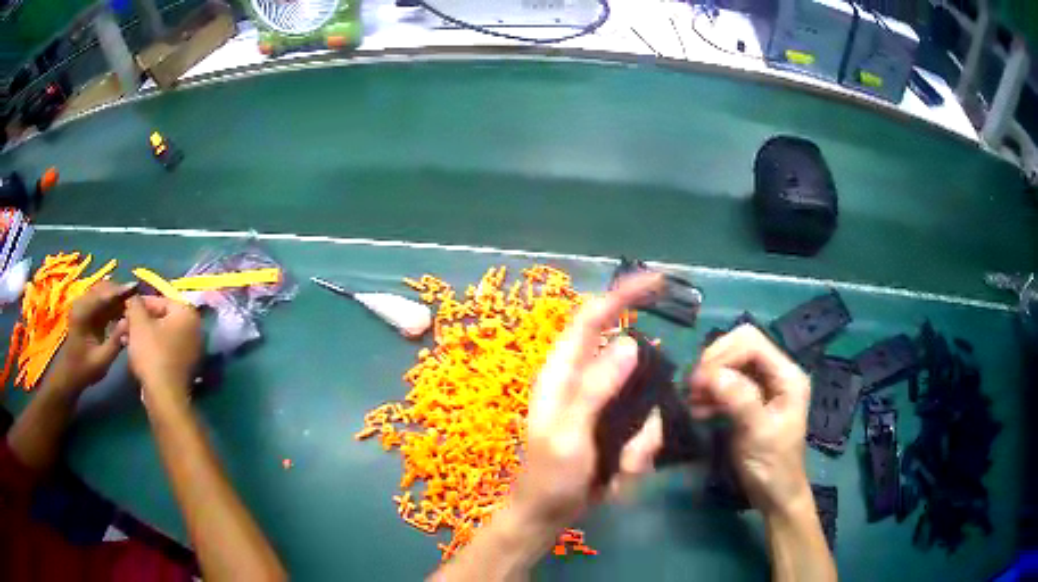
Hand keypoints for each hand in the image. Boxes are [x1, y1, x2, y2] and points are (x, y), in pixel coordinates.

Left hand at [45, 281, 133, 392]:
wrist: (70, 375)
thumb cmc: (85, 370)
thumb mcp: (102, 360)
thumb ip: (115, 341)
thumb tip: (129, 322)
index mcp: (83, 313)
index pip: (103, 295)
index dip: (120, 291)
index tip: (136, 288)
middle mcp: (82, 303)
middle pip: (104, 289)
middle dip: (120, 292)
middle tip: (137, 299)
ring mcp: (84, 305)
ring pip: (103, 293)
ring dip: (117, 297)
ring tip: (132, 305)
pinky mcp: (87, 310)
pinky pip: (102, 300)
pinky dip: (113, 303)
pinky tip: (122, 311)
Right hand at [124, 295, 201, 409]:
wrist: (164, 396)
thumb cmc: (152, 353)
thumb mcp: (138, 323)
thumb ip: (135, 304)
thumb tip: (133, 297)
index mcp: (187, 313)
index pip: (161, 300)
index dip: (140, 303)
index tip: (126, 308)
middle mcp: (194, 330)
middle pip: (161, 318)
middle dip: (139, 321)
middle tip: (123, 324)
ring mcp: (191, 351)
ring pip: (161, 336)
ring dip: (141, 335)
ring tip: (124, 338)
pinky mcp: (184, 368)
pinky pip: (165, 351)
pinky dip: (150, 349)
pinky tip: (134, 353)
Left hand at [514, 272, 665, 528]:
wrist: (546, 516)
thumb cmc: (549, 477)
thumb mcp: (570, 434)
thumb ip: (596, 388)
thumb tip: (630, 343)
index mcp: (563, 374)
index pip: (592, 318)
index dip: (622, 294)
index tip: (657, 280)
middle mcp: (583, 381)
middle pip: (629, 363)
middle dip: (645, 397)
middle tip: (639, 439)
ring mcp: (601, 406)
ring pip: (644, 400)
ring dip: (641, 439)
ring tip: (621, 470)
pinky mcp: (615, 427)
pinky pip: (644, 426)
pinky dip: (640, 452)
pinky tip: (621, 476)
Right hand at [687, 324, 812, 516]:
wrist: (774, 495)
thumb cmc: (772, 466)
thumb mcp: (758, 433)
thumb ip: (739, 400)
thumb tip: (711, 374)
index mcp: (787, 376)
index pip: (752, 344)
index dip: (724, 355)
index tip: (699, 380)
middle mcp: (777, 374)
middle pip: (741, 347)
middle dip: (715, 363)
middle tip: (694, 387)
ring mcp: (764, 387)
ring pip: (732, 364)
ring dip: (710, 378)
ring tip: (693, 400)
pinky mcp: (751, 401)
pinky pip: (727, 384)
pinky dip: (711, 392)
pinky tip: (698, 410)